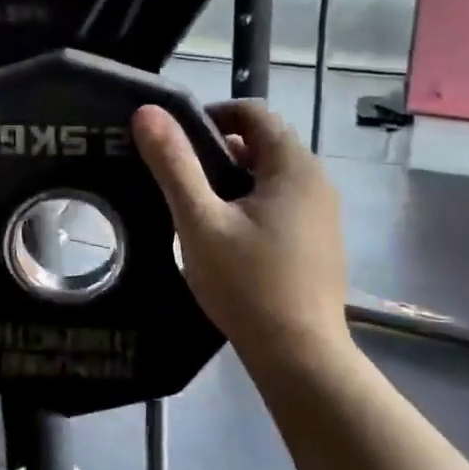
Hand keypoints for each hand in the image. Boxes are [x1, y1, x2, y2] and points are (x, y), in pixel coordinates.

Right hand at [132, 100, 350, 376]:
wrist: (300, 358)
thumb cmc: (247, 284)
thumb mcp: (200, 222)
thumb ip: (174, 165)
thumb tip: (147, 112)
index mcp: (293, 166)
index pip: (253, 112)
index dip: (211, 115)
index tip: (175, 141)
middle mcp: (316, 181)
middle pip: (261, 143)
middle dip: (217, 151)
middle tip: (177, 179)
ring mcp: (321, 214)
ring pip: (268, 176)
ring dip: (231, 180)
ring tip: (194, 210)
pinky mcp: (318, 241)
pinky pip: (279, 203)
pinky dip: (249, 204)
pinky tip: (225, 239)